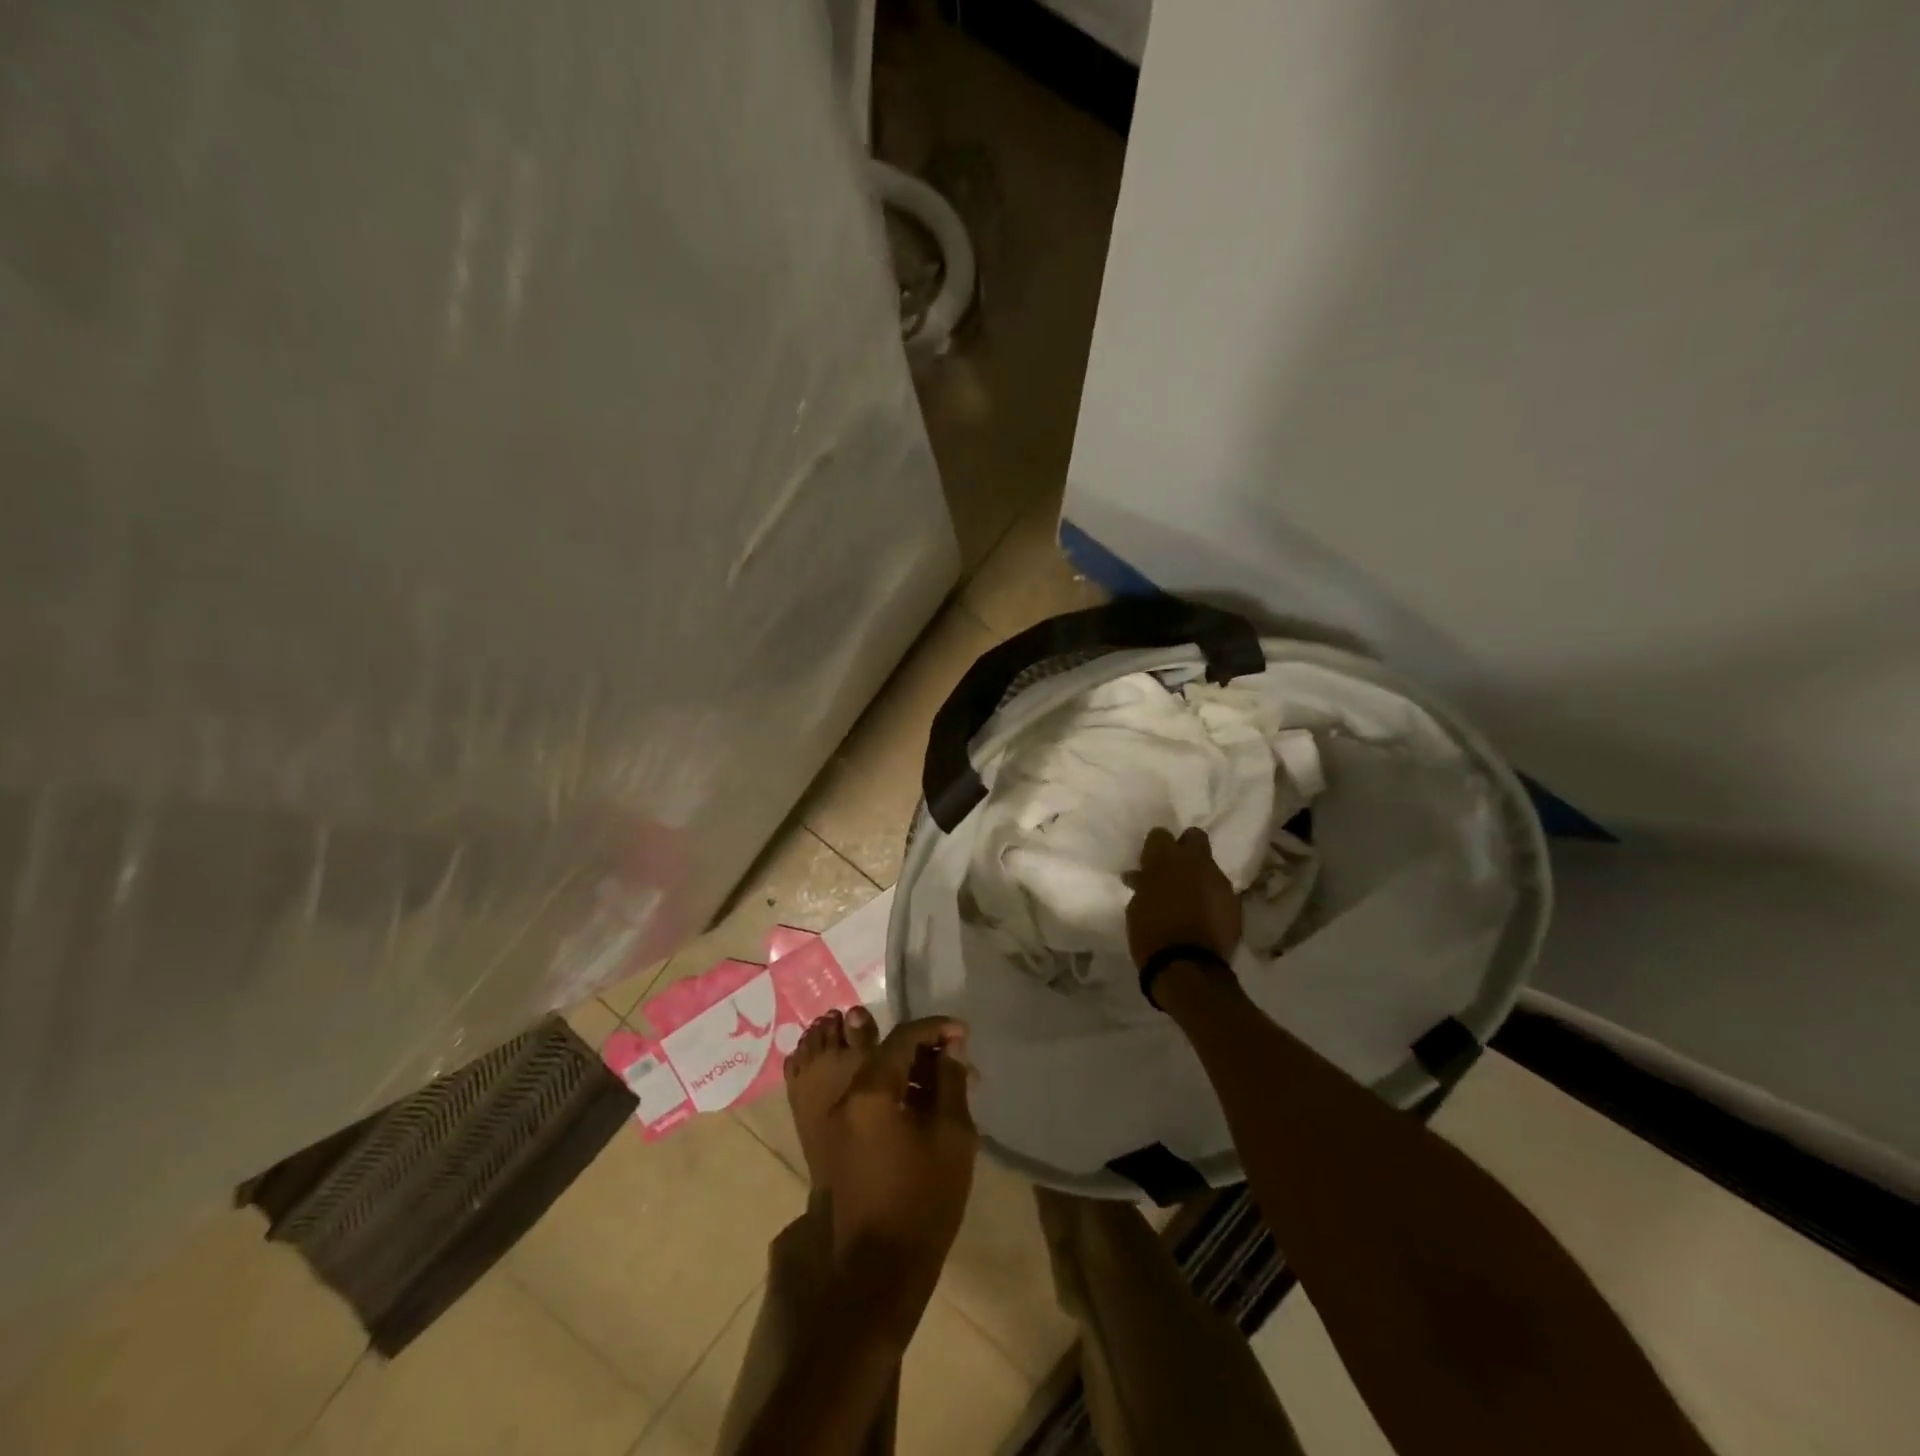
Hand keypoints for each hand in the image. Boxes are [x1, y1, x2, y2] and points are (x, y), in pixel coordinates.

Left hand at [822, 1017, 977, 1329]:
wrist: (877, 1272)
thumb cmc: (922, 1201)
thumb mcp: (952, 1136)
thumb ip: (951, 1082)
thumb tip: (950, 1047)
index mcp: (870, 1091)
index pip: (903, 1038)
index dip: (935, 1028)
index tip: (962, 1033)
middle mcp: (843, 1097)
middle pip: (883, 1053)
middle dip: (921, 1049)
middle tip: (955, 1060)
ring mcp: (832, 1120)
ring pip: (871, 1074)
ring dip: (904, 1070)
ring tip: (940, 1084)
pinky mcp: (832, 1142)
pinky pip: (860, 1098)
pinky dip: (887, 1091)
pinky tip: (915, 1107)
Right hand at [1124, 826, 1242, 965]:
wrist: (1187, 966)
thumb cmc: (1150, 934)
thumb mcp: (1136, 907)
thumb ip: (1143, 886)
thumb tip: (1141, 877)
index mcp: (1166, 858)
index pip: (1160, 834)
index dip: (1154, 848)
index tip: (1149, 864)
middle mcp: (1196, 862)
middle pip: (1195, 837)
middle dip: (1186, 848)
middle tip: (1175, 870)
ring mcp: (1219, 881)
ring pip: (1210, 866)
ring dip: (1200, 876)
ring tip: (1190, 899)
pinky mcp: (1235, 902)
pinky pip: (1221, 891)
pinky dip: (1212, 898)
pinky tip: (1204, 916)